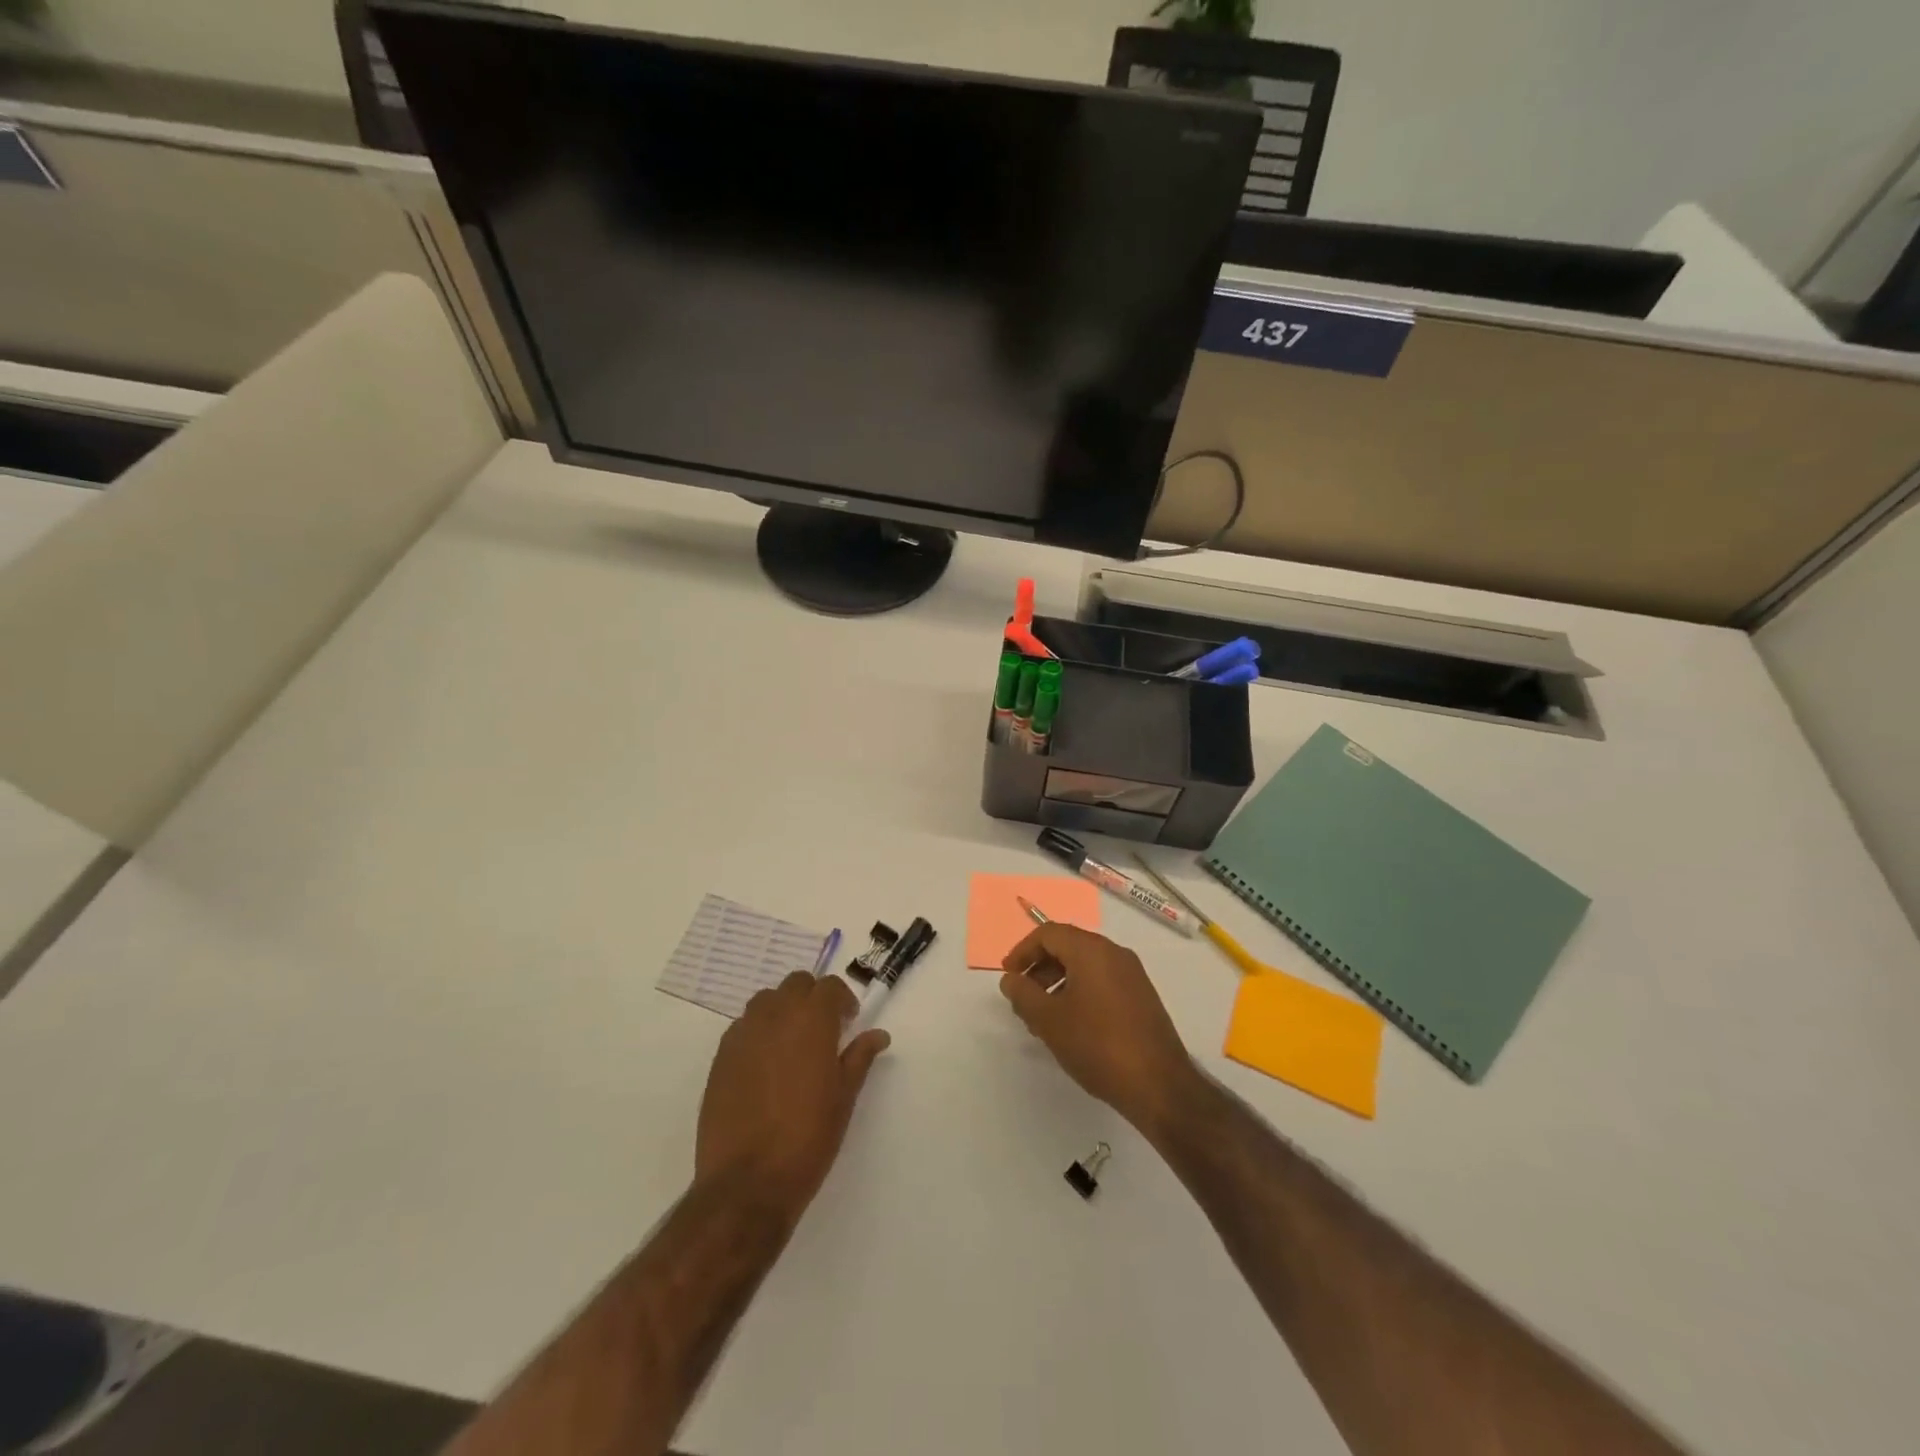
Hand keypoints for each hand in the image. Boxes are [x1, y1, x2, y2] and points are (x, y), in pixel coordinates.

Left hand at [695, 972, 890, 1224]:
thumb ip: (860, 1057)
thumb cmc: (808, 1137)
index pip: (829, 986)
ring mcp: (743, 1034)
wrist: (748, 1182)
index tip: (848, 1022)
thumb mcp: (844, 1097)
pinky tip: (765, 1065)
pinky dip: (758, 1032)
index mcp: (811, 1020)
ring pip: (766, 1000)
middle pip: (796, 984)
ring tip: (792, 1043)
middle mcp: (775, 1016)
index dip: (842, 1000)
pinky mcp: (720, 1057)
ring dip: (783, 1010)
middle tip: (823, 1029)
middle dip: (812, 998)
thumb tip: (878, 1035)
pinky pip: (743, 1027)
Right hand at [999, 924, 1199, 1134]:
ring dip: (1058, 983)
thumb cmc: (1097, 1045)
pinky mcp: (1142, 997)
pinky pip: (1102, 981)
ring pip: (1085, 966)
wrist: (1158, 1085)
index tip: (1008, 976)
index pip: (1049, 933)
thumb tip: (1011, 979)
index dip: (1023, 951)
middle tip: (1023, 998)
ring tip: (1043, 1018)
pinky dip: (1080, 992)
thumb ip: (1023, 994)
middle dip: (1040, 968)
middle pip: (1068, 946)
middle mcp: (1114, 953)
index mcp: (1092, 950)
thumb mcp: (1049, 1020)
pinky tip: (1071, 1026)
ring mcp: (1132, 975)